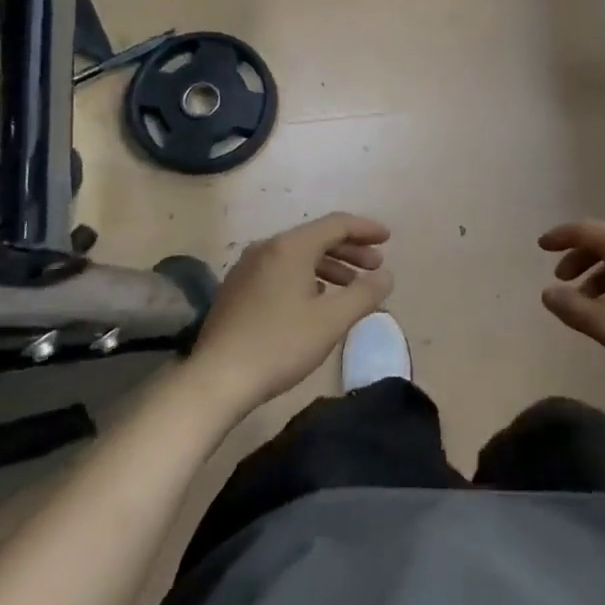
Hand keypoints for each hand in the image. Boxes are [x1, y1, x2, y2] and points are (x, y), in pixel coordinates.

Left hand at [186, 213, 393, 412]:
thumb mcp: (332, 320)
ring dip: (330, 265)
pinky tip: (317, 299)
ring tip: (351, 285)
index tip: (388, 238)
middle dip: (350, 249)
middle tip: (376, 265)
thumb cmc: (280, 345)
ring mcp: (248, 268)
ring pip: (298, 255)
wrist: (216, 379)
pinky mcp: (237, 289)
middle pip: (316, 237)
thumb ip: (364, 294)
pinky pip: (281, 270)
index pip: (336, 225)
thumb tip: (385, 275)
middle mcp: (267, 248)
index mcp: (290, 247)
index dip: (365, 229)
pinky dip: (307, 277)